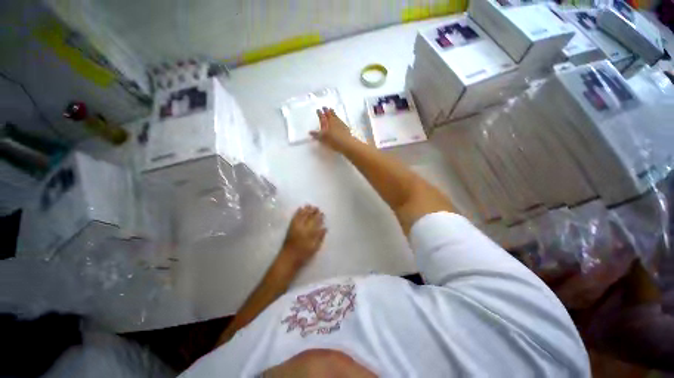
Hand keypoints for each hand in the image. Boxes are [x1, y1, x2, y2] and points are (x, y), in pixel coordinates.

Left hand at [279, 205, 326, 268]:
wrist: (288, 258)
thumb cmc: (303, 254)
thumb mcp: (314, 248)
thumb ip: (320, 237)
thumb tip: (325, 228)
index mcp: (309, 232)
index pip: (315, 222)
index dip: (319, 217)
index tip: (322, 213)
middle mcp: (302, 227)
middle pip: (309, 217)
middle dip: (313, 211)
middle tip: (316, 207)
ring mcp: (295, 227)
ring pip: (301, 215)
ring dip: (305, 210)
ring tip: (309, 205)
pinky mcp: (290, 227)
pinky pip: (294, 217)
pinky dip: (297, 212)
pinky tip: (300, 208)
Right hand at [311, 107, 353, 149]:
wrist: (347, 144)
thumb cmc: (334, 140)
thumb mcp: (324, 138)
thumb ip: (317, 135)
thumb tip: (310, 132)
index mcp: (328, 123)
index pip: (322, 116)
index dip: (320, 113)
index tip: (318, 109)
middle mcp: (334, 121)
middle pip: (330, 114)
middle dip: (327, 111)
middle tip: (325, 107)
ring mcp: (341, 124)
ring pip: (336, 117)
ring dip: (333, 113)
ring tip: (332, 110)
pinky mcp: (346, 128)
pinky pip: (341, 121)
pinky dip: (339, 119)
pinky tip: (339, 121)